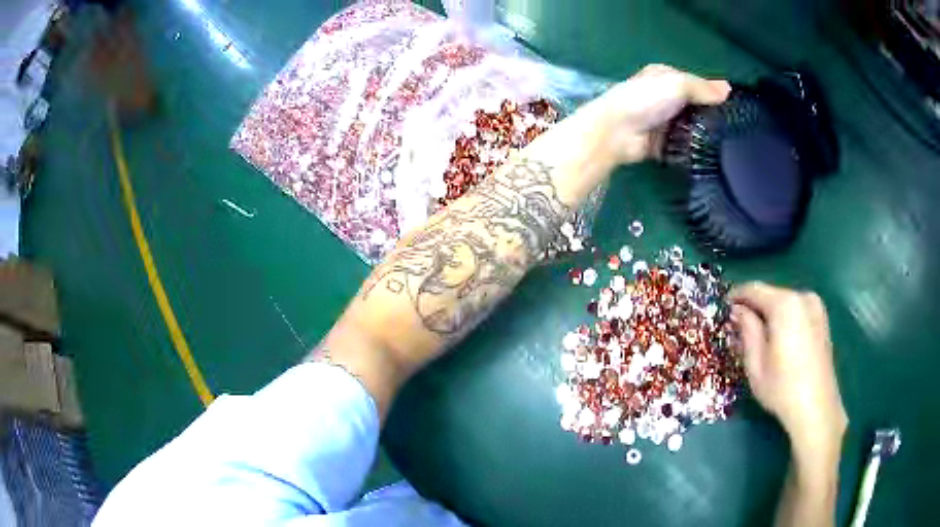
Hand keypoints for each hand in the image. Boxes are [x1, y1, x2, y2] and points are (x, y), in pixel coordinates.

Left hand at [585, 64, 730, 164]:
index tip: (734, 104)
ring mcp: (663, 121)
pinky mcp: (662, 143)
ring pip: (691, 126)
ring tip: (729, 143)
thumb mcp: (677, 84)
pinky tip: (712, 154)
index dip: (711, 91)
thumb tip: (728, 89)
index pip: (694, 82)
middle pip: (694, 105)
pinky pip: (684, 145)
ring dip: (704, 133)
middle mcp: (664, 97)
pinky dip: (694, 149)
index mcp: (664, 76)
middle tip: (735, 127)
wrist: (617, 131)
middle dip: (710, 115)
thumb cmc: (646, 99)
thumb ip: (702, 87)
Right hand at [730, 282, 847, 457]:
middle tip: (739, 325)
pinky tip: (779, 339)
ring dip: (770, 313)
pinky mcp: (822, 319)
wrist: (816, 407)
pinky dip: (784, 318)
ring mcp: (816, 307)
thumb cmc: (782, 388)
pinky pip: (797, 310)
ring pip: (784, 302)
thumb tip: (738, 310)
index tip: (723, 306)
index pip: (754, 289)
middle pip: (771, 294)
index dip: (737, 296)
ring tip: (758, 334)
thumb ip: (747, 330)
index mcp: (784, 304)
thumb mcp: (755, 363)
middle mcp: (802, 297)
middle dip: (754, 307)